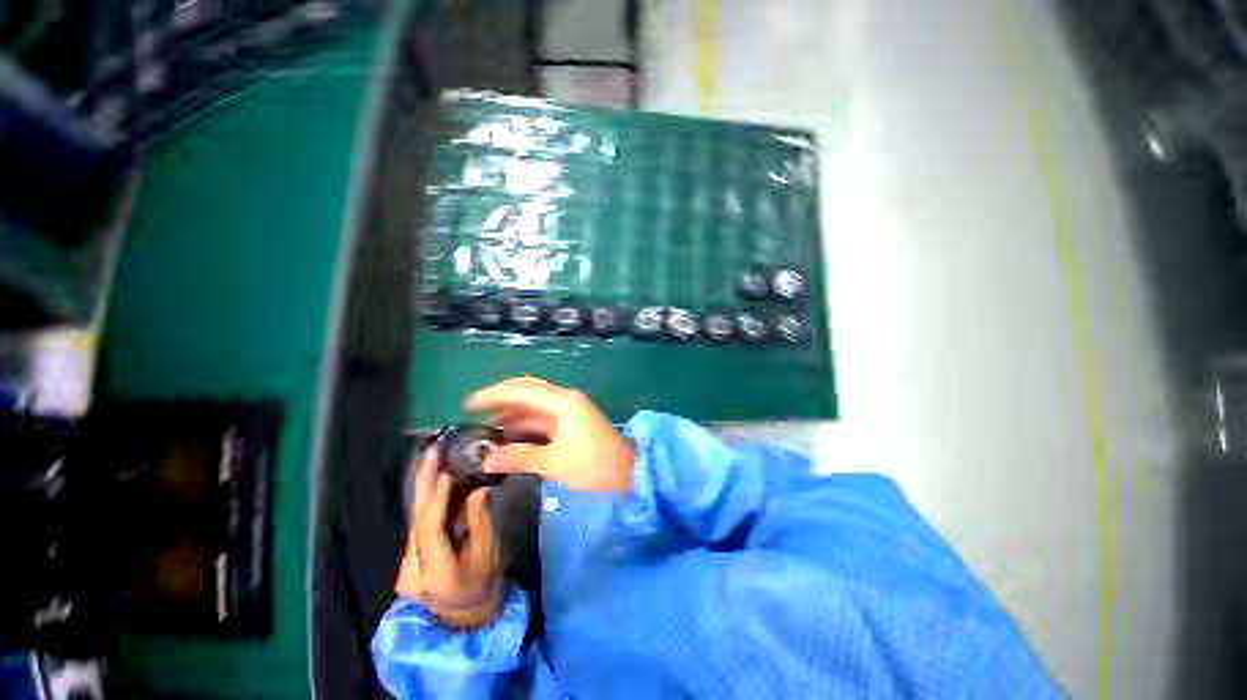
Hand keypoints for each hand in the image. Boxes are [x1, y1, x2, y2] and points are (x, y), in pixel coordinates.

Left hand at [396, 448, 500, 628]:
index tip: (447, 471)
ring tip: (432, 459)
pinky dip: (427, 500)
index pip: (430, 529)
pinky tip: (434, 481)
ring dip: (424, 487)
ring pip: (414, 519)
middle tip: (430, 453)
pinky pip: (419, 523)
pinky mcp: (411, 557)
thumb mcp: (488, 554)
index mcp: (435, 573)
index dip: (438, 499)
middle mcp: (412, 568)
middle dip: (423, 483)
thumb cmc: (483, 585)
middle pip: (416, 519)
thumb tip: (478, 488)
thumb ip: (480, 520)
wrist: (465, 617)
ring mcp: (407, 564)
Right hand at [465, 377, 634, 492]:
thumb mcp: (554, 463)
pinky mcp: (570, 422)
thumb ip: (519, 457)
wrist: (628, 472)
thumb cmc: (593, 466)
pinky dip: (523, 423)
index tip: (467, 405)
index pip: (521, 390)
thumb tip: (486, 459)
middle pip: (527, 390)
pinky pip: (541, 417)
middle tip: (475, 410)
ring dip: (511, 412)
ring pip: (534, 404)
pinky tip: (508, 434)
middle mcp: (565, 399)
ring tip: (486, 426)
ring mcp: (569, 410)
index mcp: (562, 402)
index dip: (493, 395)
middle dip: (501, 398)